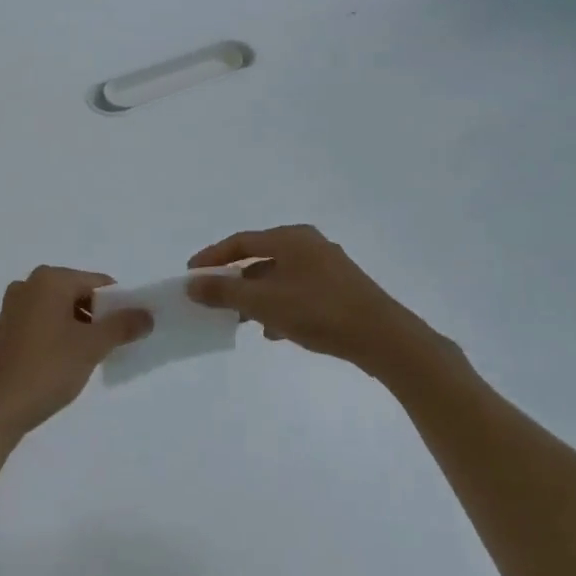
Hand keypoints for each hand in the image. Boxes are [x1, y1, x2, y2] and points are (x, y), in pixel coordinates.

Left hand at [0, 267, 152, 443]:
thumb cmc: (46, 369)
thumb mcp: (91, 346)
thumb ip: (122, 326)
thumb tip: (147, 315)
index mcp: (49, 279)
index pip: (98, 283)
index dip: (119, 305)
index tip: (130, 332)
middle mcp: (28, 285)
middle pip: (79, 294)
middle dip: (99, 317)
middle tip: (112, 347)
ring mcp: (13, 307)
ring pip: (61, 310)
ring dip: (80, 329)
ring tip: (90, 359)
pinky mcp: (5, 330)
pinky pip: (43, 323)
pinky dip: (60, 336)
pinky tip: (66, 363)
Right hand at [186, 225, 444, 376]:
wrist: (383, 338)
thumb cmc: (319, 311)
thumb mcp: (264, 302)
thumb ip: (225, 291)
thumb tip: (192, 283)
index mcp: (291, 238)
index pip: (241, 242)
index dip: (213, 257)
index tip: (191, 274)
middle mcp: (309, 245)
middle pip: (260, 258)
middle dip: (235, 280)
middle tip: (214, 299)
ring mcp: (327, 267)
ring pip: (279, 278)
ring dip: (257, 297)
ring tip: (241, 320)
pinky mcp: (340, 290)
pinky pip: (298, 293)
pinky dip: (280, 307)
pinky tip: (275, 332)